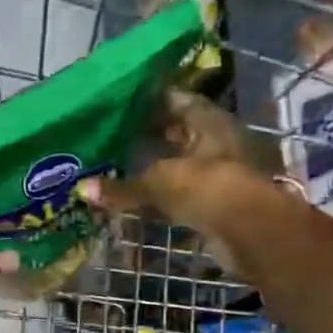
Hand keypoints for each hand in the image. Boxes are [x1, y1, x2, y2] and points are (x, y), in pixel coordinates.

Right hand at [78, 89, 295, 244]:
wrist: (251, 232)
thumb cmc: (208, 189)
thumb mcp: (160, 182)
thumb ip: (122, 187)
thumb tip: (81, 189)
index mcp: (210, 122)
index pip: (178, 101)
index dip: (152, 100)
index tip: (123, 102)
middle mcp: (217, 142)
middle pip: (180, 133)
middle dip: (151, 135)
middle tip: (114, 135)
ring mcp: (219, 174)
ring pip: (180, 165)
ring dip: (155, 168)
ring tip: (119, 166)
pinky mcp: (216, 203)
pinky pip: (182, 194)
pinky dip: (162, 197)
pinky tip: (138, 199)